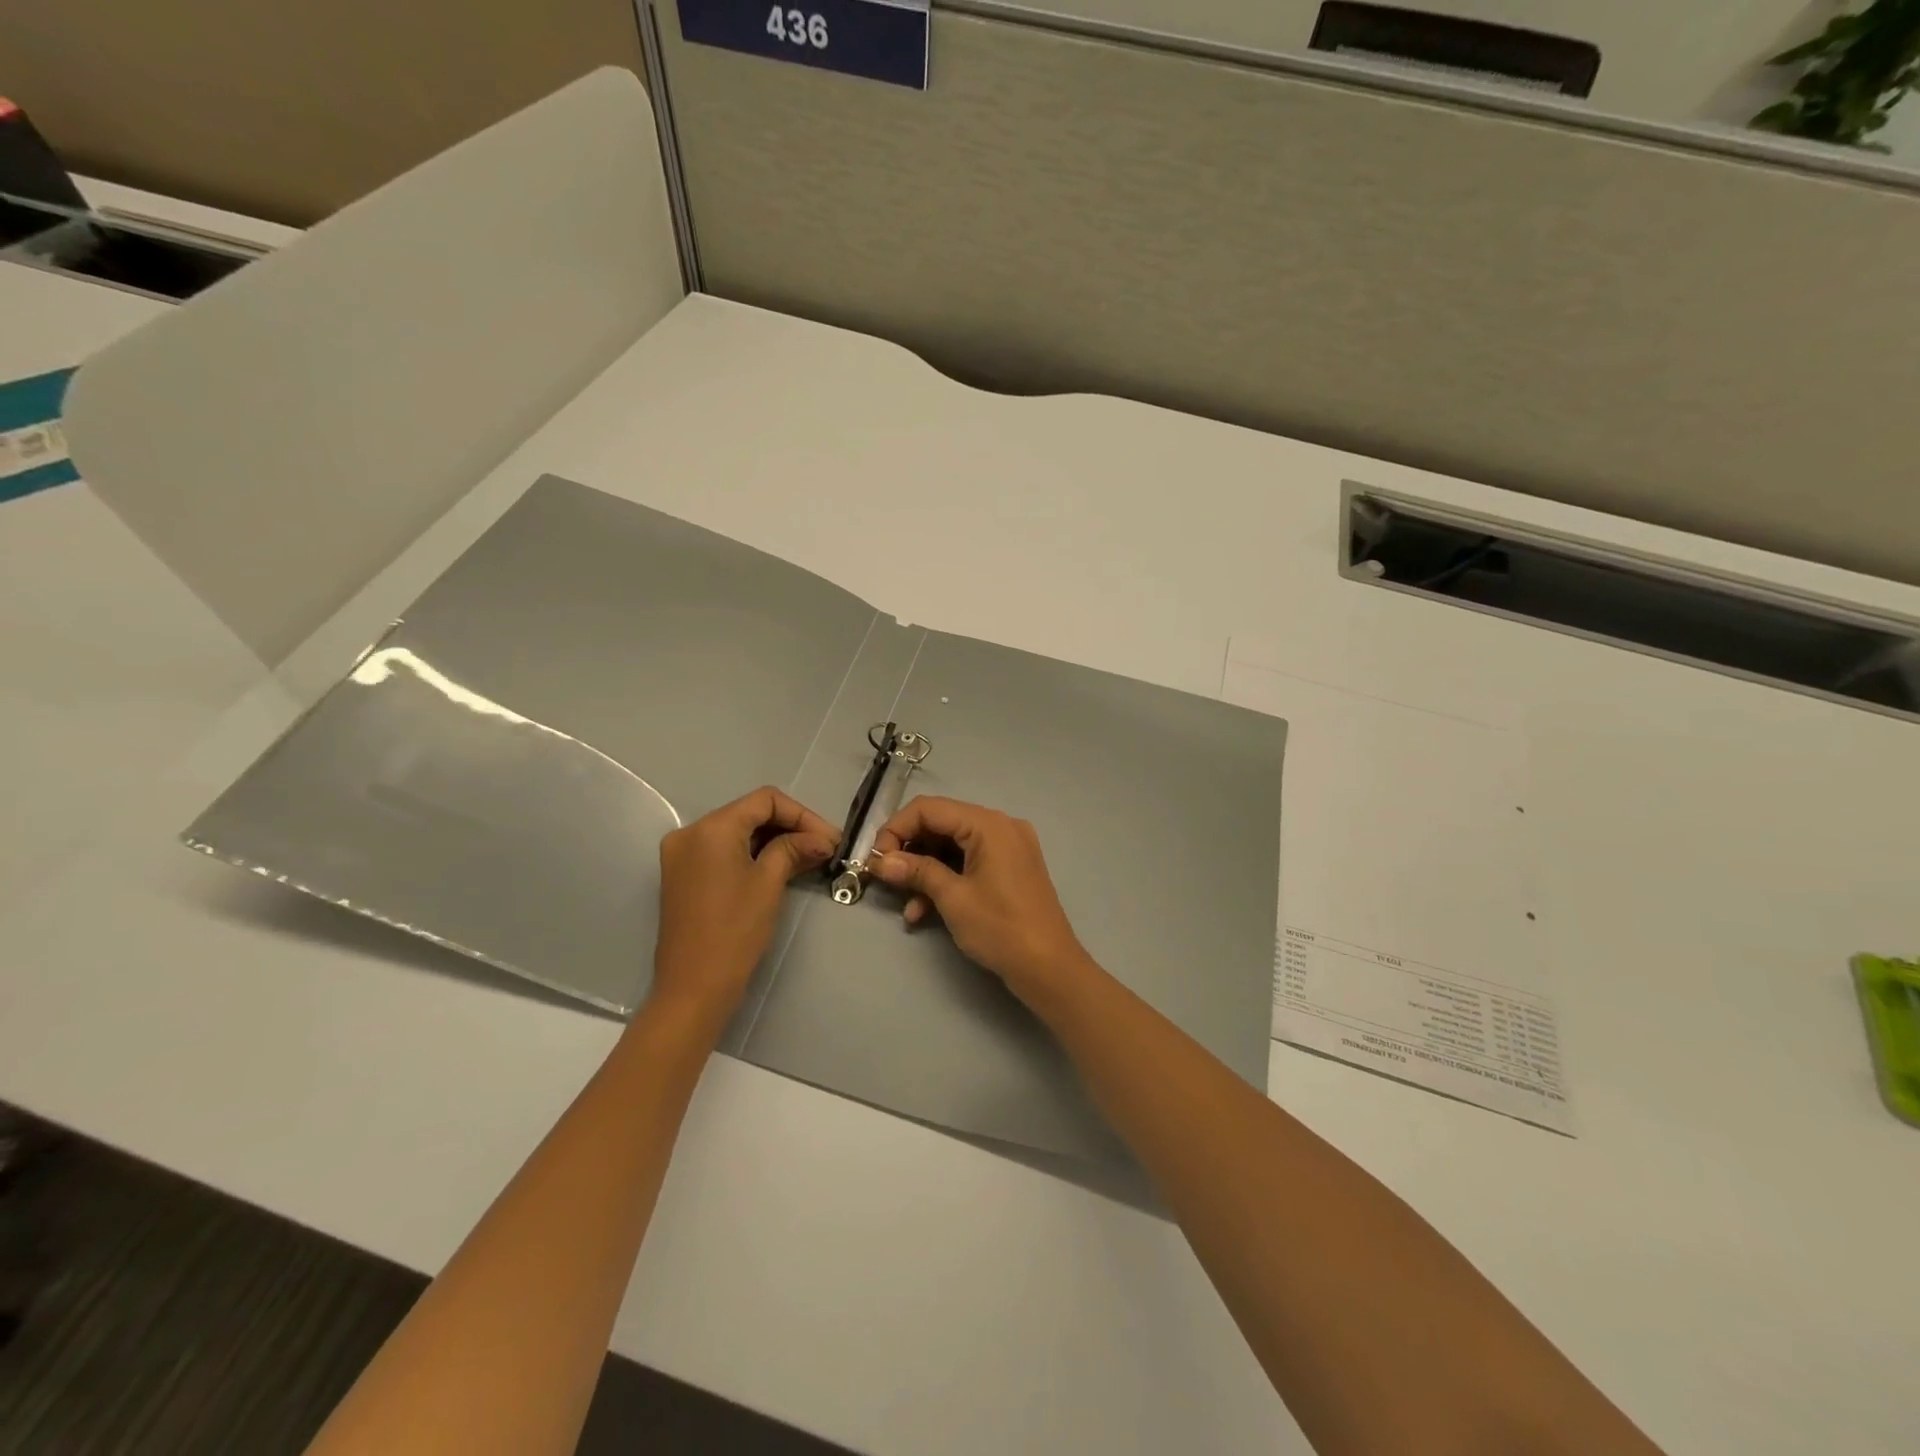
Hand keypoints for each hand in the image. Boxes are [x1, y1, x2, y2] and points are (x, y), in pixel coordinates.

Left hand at [650, 786, 838, 1023]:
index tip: (830, 838)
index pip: (765, 800)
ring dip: (774, 840)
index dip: (802, 814)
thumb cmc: (734, 931)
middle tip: (825, 847)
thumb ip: (794, 849)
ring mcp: (683, 854)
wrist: (693, 988)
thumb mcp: (769, 883)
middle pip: (750, 813)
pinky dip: (753, 854)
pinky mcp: (683, 875)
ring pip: (738, 832)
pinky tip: (782, 866)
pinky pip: (724, 851)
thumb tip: (822, 838)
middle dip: (790, 826)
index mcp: (710, 828)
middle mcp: (690, 832)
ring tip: (810, 857)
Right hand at [870, 796, 1100, 1013]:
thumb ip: (916, 871)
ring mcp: (1008, 847)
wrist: (1049, 968)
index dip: (896, 828)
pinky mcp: (1010, 868)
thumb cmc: (1001, 928)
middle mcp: (1000, 826)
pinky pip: (969, 862)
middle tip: (885, 879)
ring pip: (952, 847)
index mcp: (989, 824)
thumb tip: (880, 861)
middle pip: (941, 824)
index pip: (929, 808)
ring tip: (906, 905)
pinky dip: (946, 880)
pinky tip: (924, 912)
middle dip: (909, 851)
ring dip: (925, 872)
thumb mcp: (953, 898)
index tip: (876, 859)